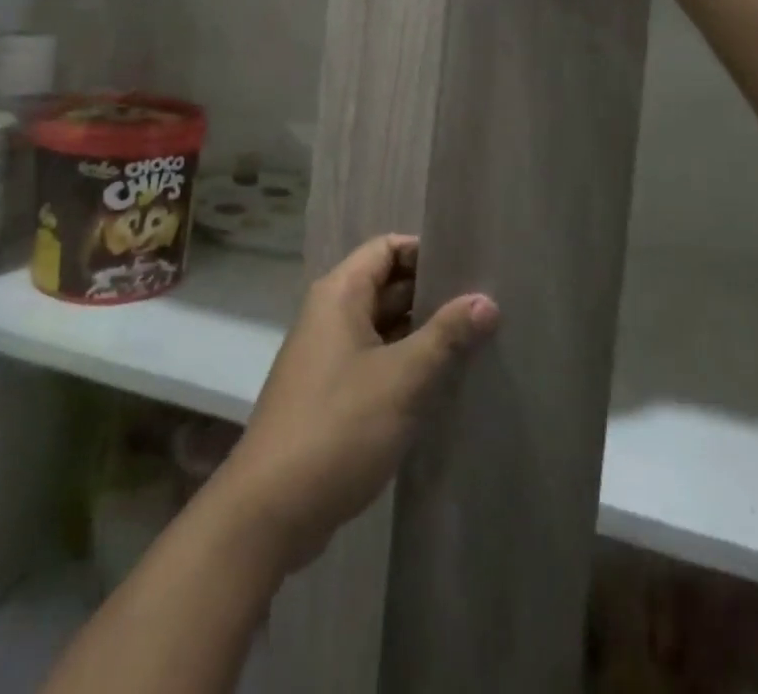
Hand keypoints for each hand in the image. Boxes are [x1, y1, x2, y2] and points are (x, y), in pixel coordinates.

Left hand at [215, 235, 497, 574]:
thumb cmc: (338, 427)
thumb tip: (487, 300)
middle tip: (486, 305)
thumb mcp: (402, 379)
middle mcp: (330, 315)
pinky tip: (445, 382)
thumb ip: (446, 336)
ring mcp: (329, 356)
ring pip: (384, 327)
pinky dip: (406, 364)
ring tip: (478, 340)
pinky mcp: (332, 393)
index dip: (426, 251)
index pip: (386, 248)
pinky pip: (376, 361)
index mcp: (339, 295)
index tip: (470, 266)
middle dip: (432, 294)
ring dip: (423, 333)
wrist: (271, 509)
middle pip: (387, 286)